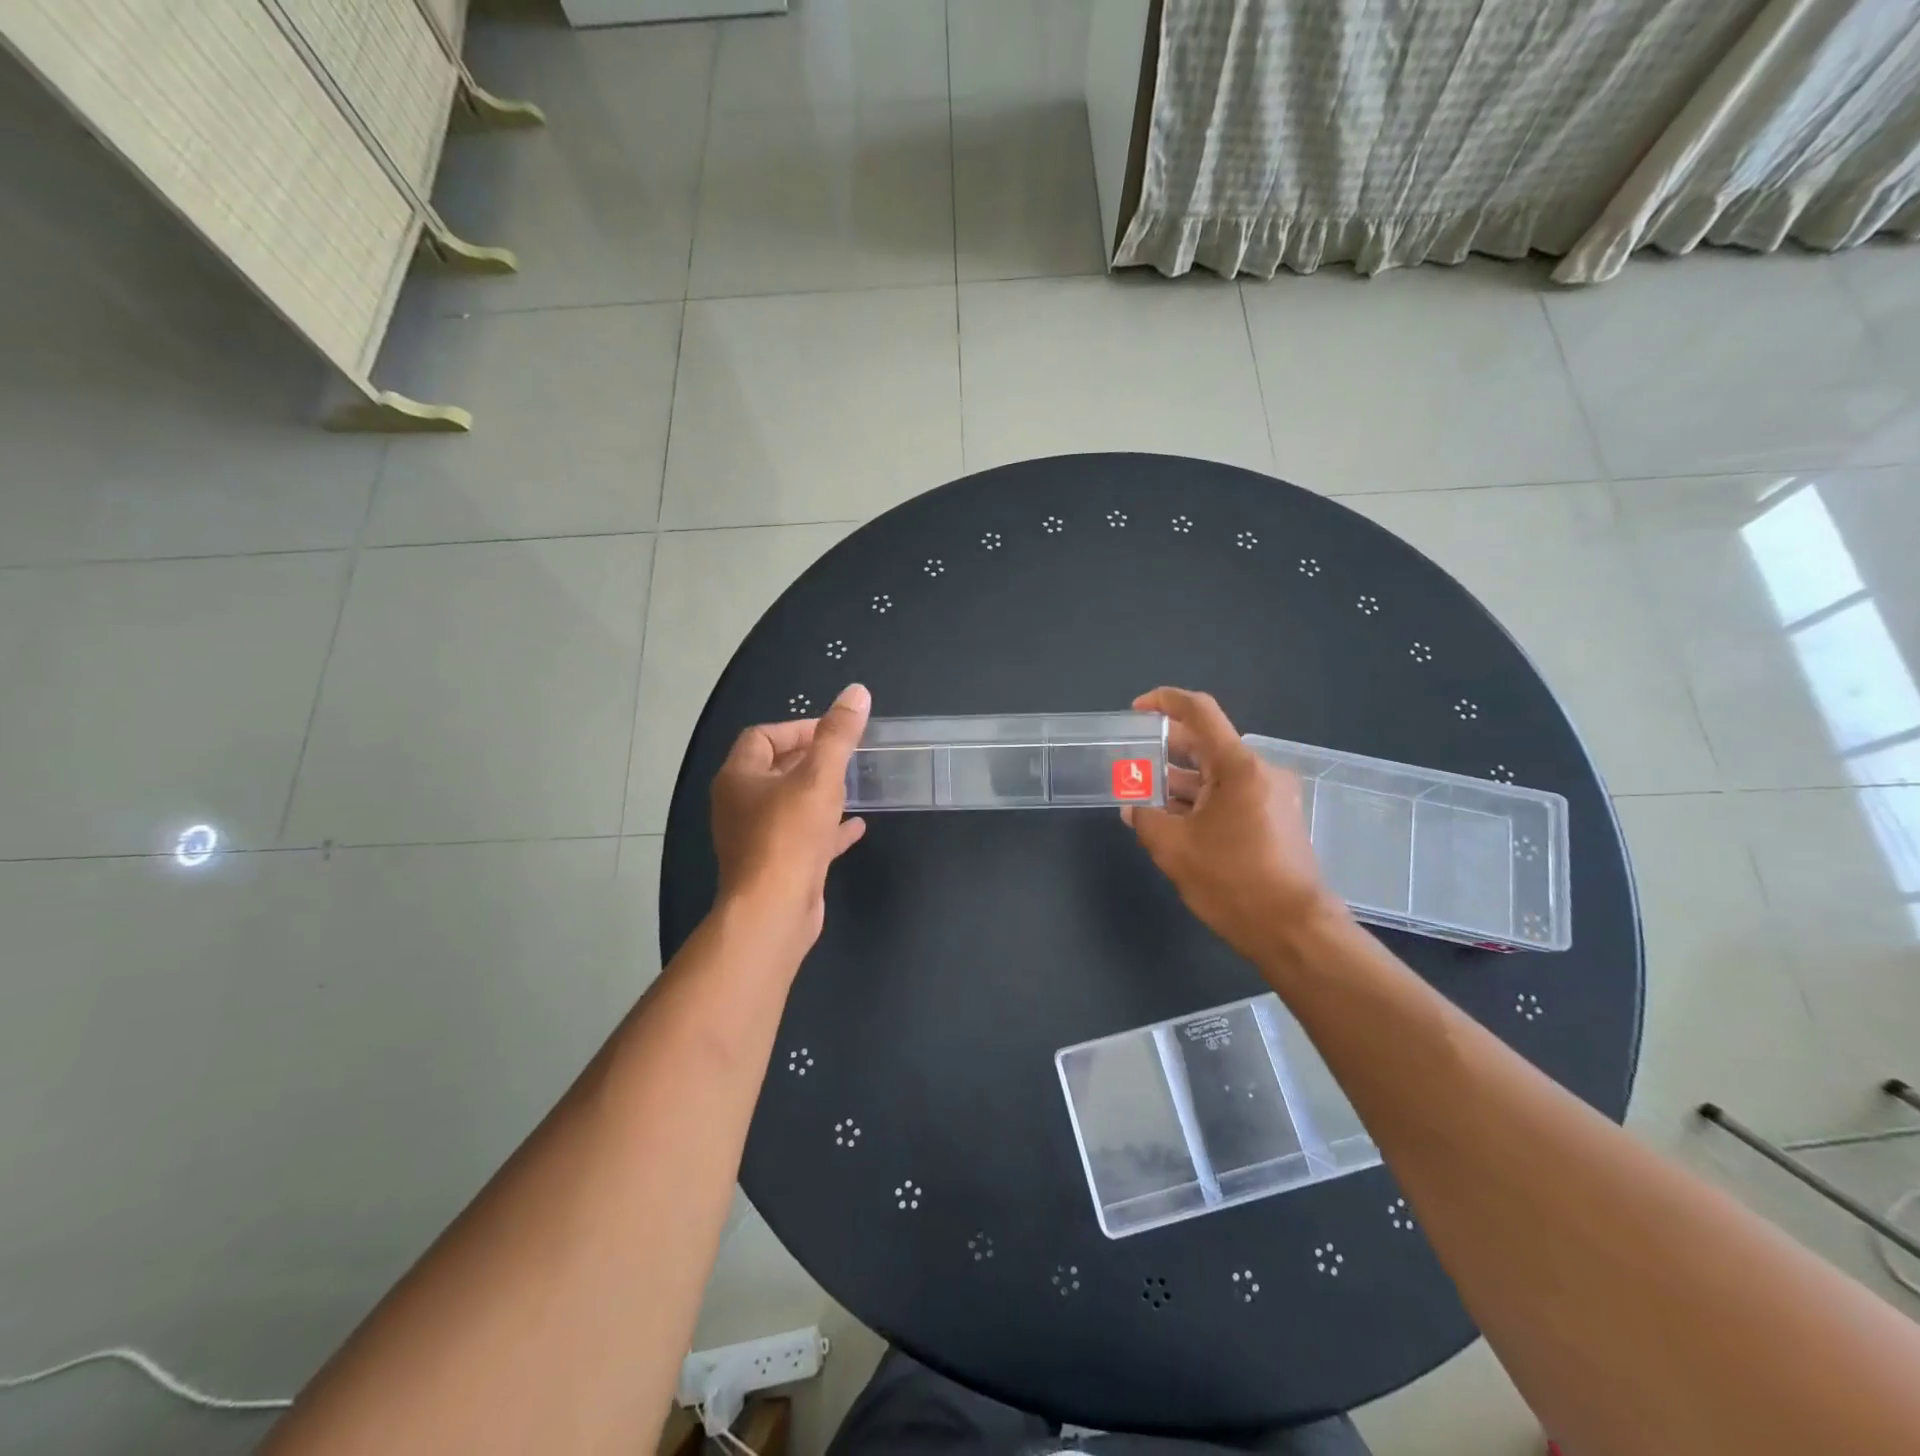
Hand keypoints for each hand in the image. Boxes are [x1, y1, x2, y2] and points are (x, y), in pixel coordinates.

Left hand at [711, 682, 870, 947]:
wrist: (774, 911)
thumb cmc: (789, 835)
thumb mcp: (819, 777)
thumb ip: (838, 735)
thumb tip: (857, 692)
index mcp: (739, 777)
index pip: (762, 737)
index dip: (797, 728)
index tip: (833, 731)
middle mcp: (740, 804)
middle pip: (774, 769)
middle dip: (809, 758)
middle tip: (846, 754)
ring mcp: (757, 838)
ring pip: (789, 804)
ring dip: (818, 792)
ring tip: (853, 783)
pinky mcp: (776, 865)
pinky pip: (803, 837)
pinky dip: (828, 828)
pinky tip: (857, 826)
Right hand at [1123, 687, 1344, 963]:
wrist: (1294, 930)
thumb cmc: (1233, 882)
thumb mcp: (1173, 848)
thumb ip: (1145, 818)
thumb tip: (1132, 807)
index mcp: (1238, 767)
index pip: (1200, 712)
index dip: (1165, 702)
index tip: (1137, 710)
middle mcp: (1260, 772)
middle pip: (1207, 744)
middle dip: (1166, 750)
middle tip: (1132, 761)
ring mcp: (1272, 796)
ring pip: (1217, 775)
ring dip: (1181, 783)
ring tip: (1144, 798)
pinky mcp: (1276, 820)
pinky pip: (1231, 797)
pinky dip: (1201, 802)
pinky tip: (1175, 822)